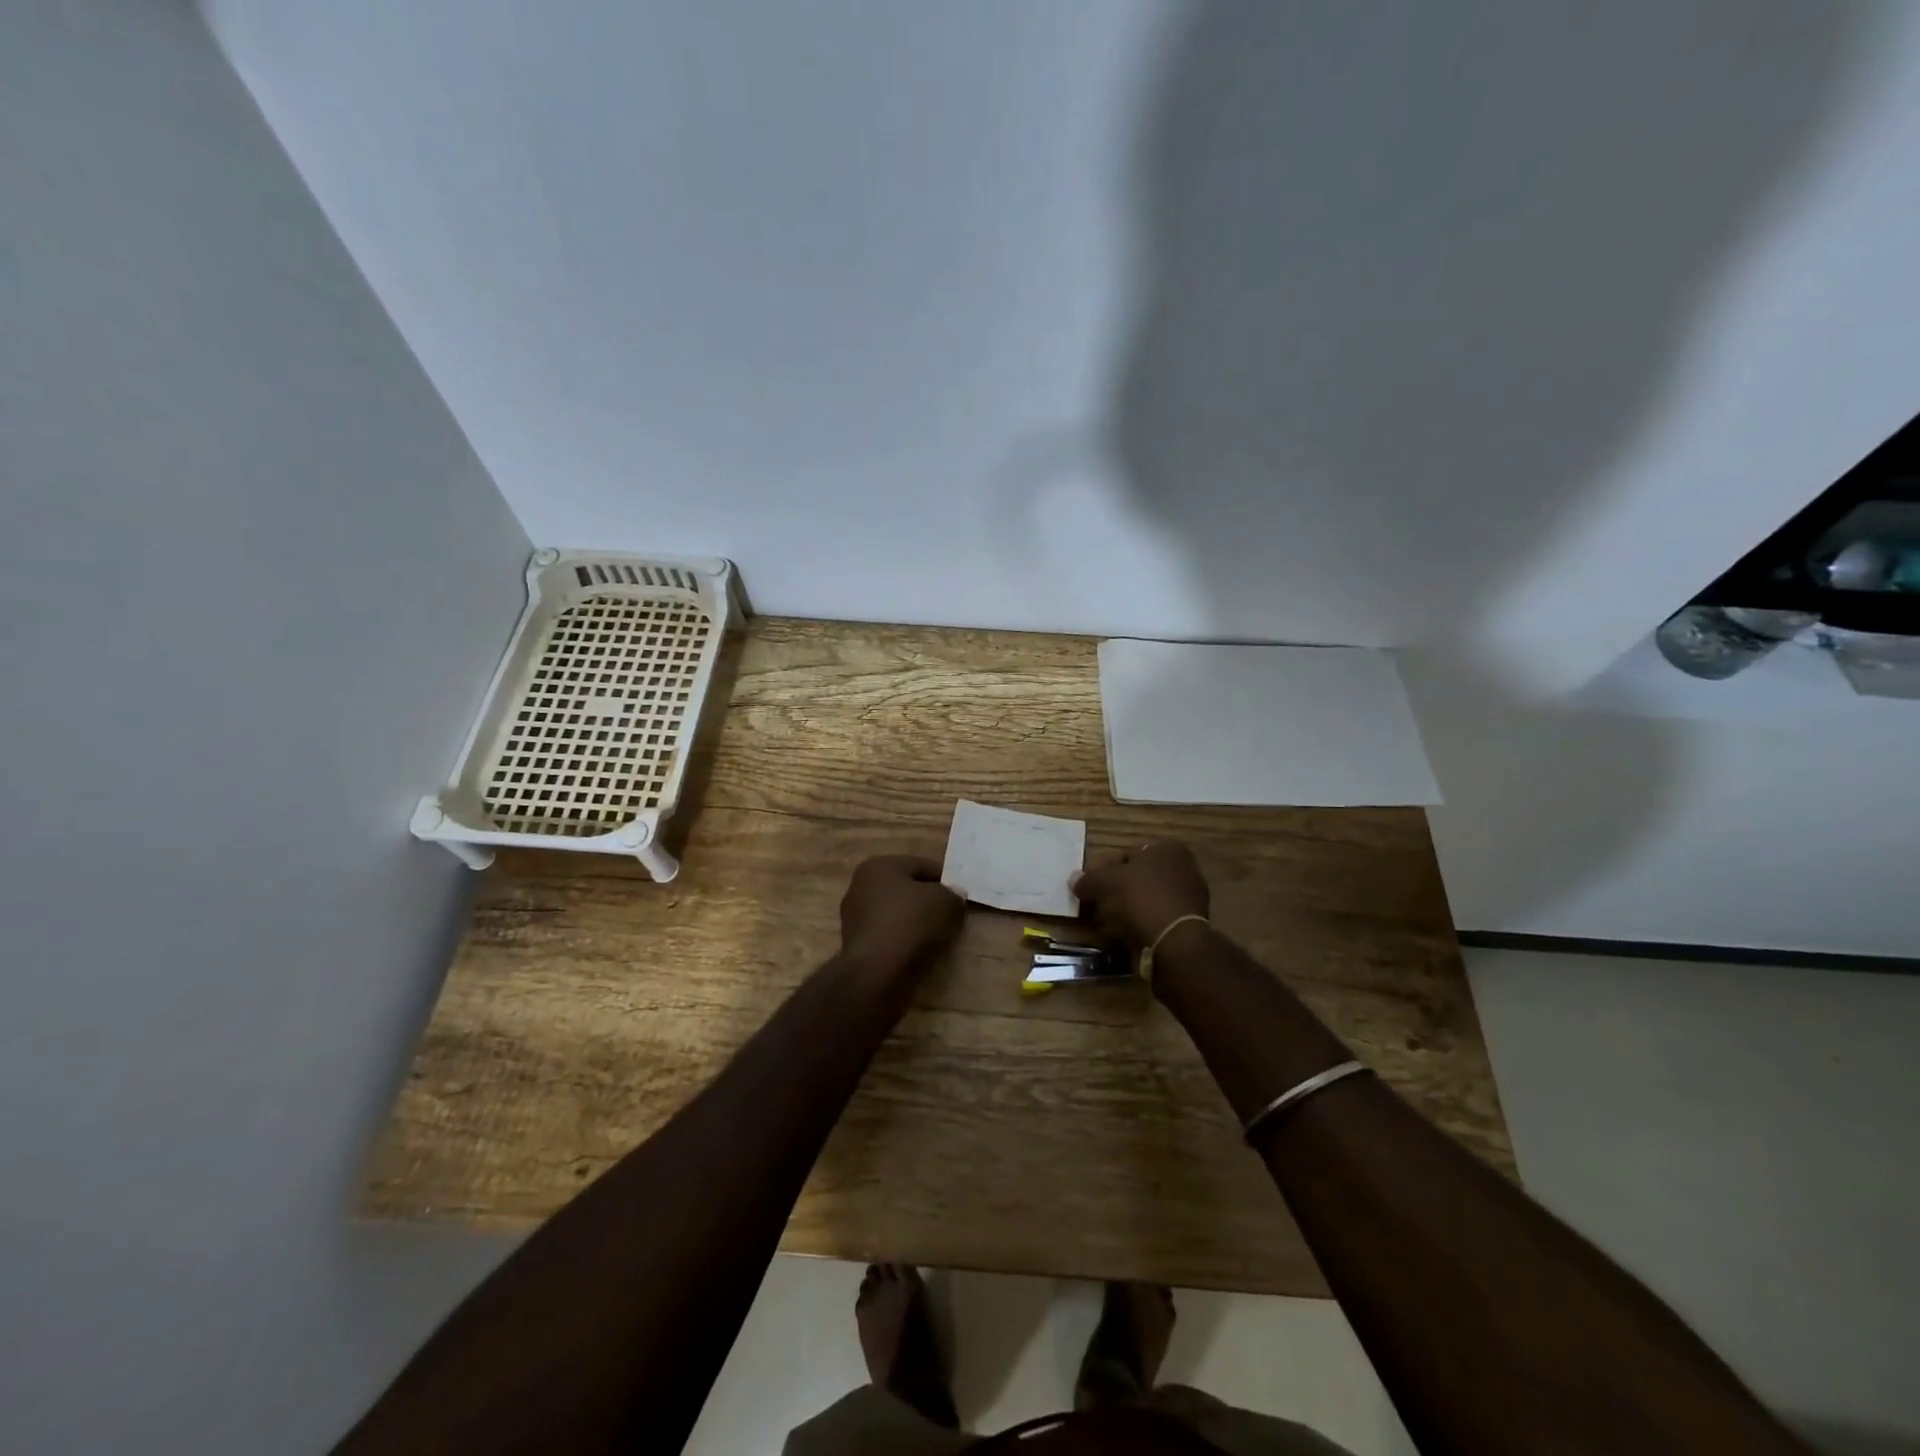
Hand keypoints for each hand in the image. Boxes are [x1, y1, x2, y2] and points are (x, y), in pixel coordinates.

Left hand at [839, 855, 964, 974]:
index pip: (921, 866)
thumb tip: (954, 897)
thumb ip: (953, 895)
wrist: (875, 971)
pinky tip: (919, 953)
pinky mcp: (856, 945)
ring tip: (938, 938)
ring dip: (916, 924)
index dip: (945, 880)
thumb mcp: (945, 902)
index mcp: (879, 866)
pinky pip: (889, 936)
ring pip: (897, 914)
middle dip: (929, 902)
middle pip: (907, 890)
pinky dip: (904, 941)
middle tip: (952, 916)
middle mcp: (861, 886)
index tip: (961, 897)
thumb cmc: (909, 923)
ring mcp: (855, 917)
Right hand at [1071, 841, 1209, 949]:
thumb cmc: (1141, 898)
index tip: (1091, 888)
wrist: (1174, 941)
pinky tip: (1126, 936)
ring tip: (1108, 925)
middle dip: (1116, 892)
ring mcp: (1190, 897)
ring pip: (1146, 900)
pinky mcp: (1190, 924)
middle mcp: (1184, 868)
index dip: (1104, 871)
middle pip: (1138, 878)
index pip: (1127, 855)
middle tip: (1097, 907)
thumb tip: (1073, 879)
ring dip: (1127, 911)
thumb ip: (1088, 879)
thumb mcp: (1105, 882)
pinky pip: (1157, 920)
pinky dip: (1141, 925)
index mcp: (1167, 848)